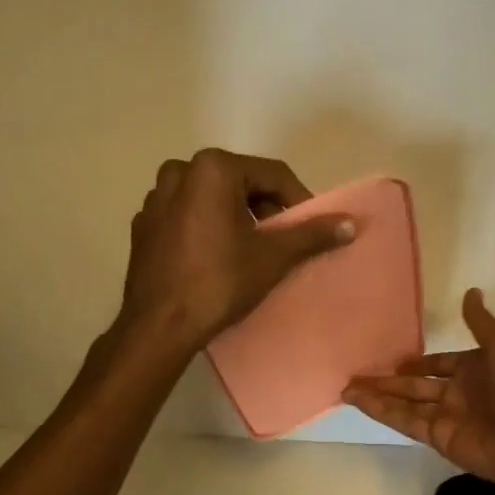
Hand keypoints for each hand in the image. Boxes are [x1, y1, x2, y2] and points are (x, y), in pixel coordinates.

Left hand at [116, 149, 354, 355]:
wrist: (159, 326)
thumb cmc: (219, 283)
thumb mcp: (272, 257)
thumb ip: (312, 234)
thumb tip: (351, 223)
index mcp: (212, 168)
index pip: (272, 174)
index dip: (298, 200)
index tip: (311, 229)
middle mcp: (179, 171)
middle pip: (240, 182)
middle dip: (266, 208)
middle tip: (282, 241)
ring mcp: (155, 198)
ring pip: (211, 198)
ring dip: (236, 216)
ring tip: (251, 250)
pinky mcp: (143, 225)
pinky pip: (186, 216)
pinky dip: (206, 227)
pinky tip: (215, 258)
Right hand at [343, 288, 494, 490]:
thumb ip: (481, 324)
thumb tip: (471, 291)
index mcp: (474, 370)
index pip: (439, 364)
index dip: (418, 362)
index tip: (395, 359)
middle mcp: (457, 393)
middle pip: (415, 385)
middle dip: (387, 380)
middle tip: (356, 374)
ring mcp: (446, 417)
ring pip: (404, 403)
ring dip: (377, 396)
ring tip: (346, 389)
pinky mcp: (438, 437)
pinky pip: (406, 421)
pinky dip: (383, 412)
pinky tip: (361, 402)